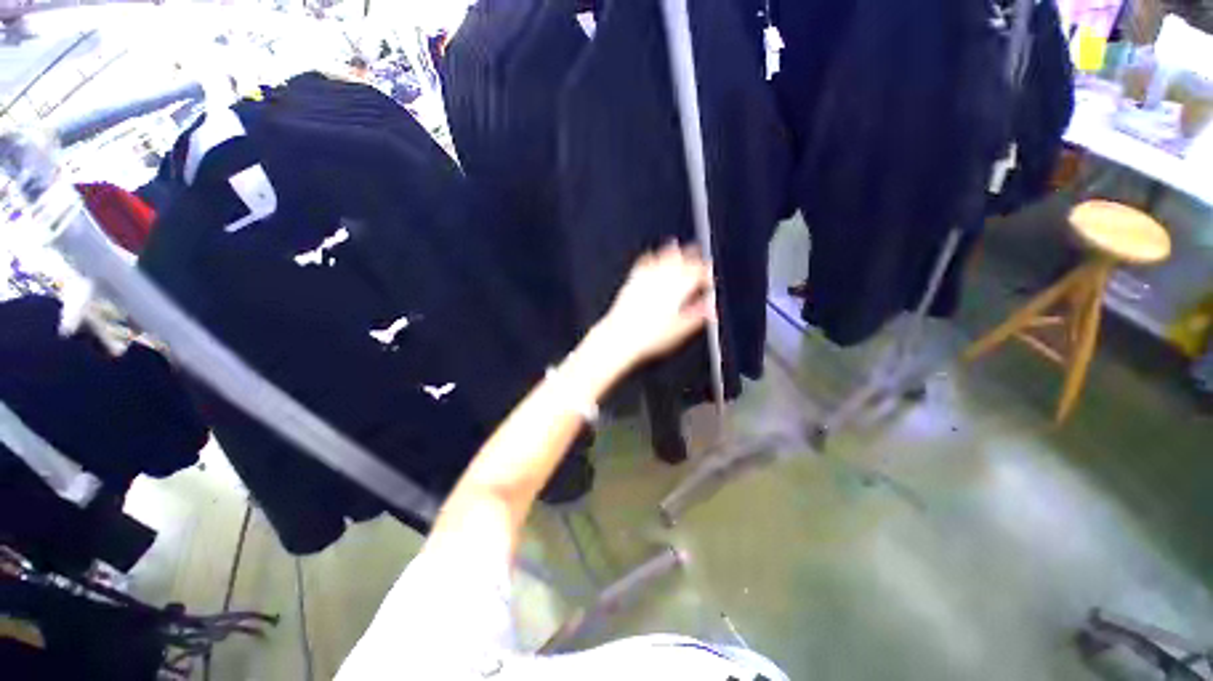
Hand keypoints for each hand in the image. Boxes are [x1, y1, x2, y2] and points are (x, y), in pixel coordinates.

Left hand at [595, 242, 713, 369]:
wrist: (620, 337)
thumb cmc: (648, 336)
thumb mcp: (681, 330)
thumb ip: (698, 315)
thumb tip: (710, 309)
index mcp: (679, 288)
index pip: (699, 272)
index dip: (707, 275)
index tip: (709, 280)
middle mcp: (663, 278)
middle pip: (684, 260)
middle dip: (695, 259)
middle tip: (700, 264)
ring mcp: (647, 277)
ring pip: (665, 257)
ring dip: (676, 253)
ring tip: (681, 253)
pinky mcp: (633, 280)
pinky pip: (645, 262)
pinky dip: (653, 258)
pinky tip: (654, 258)